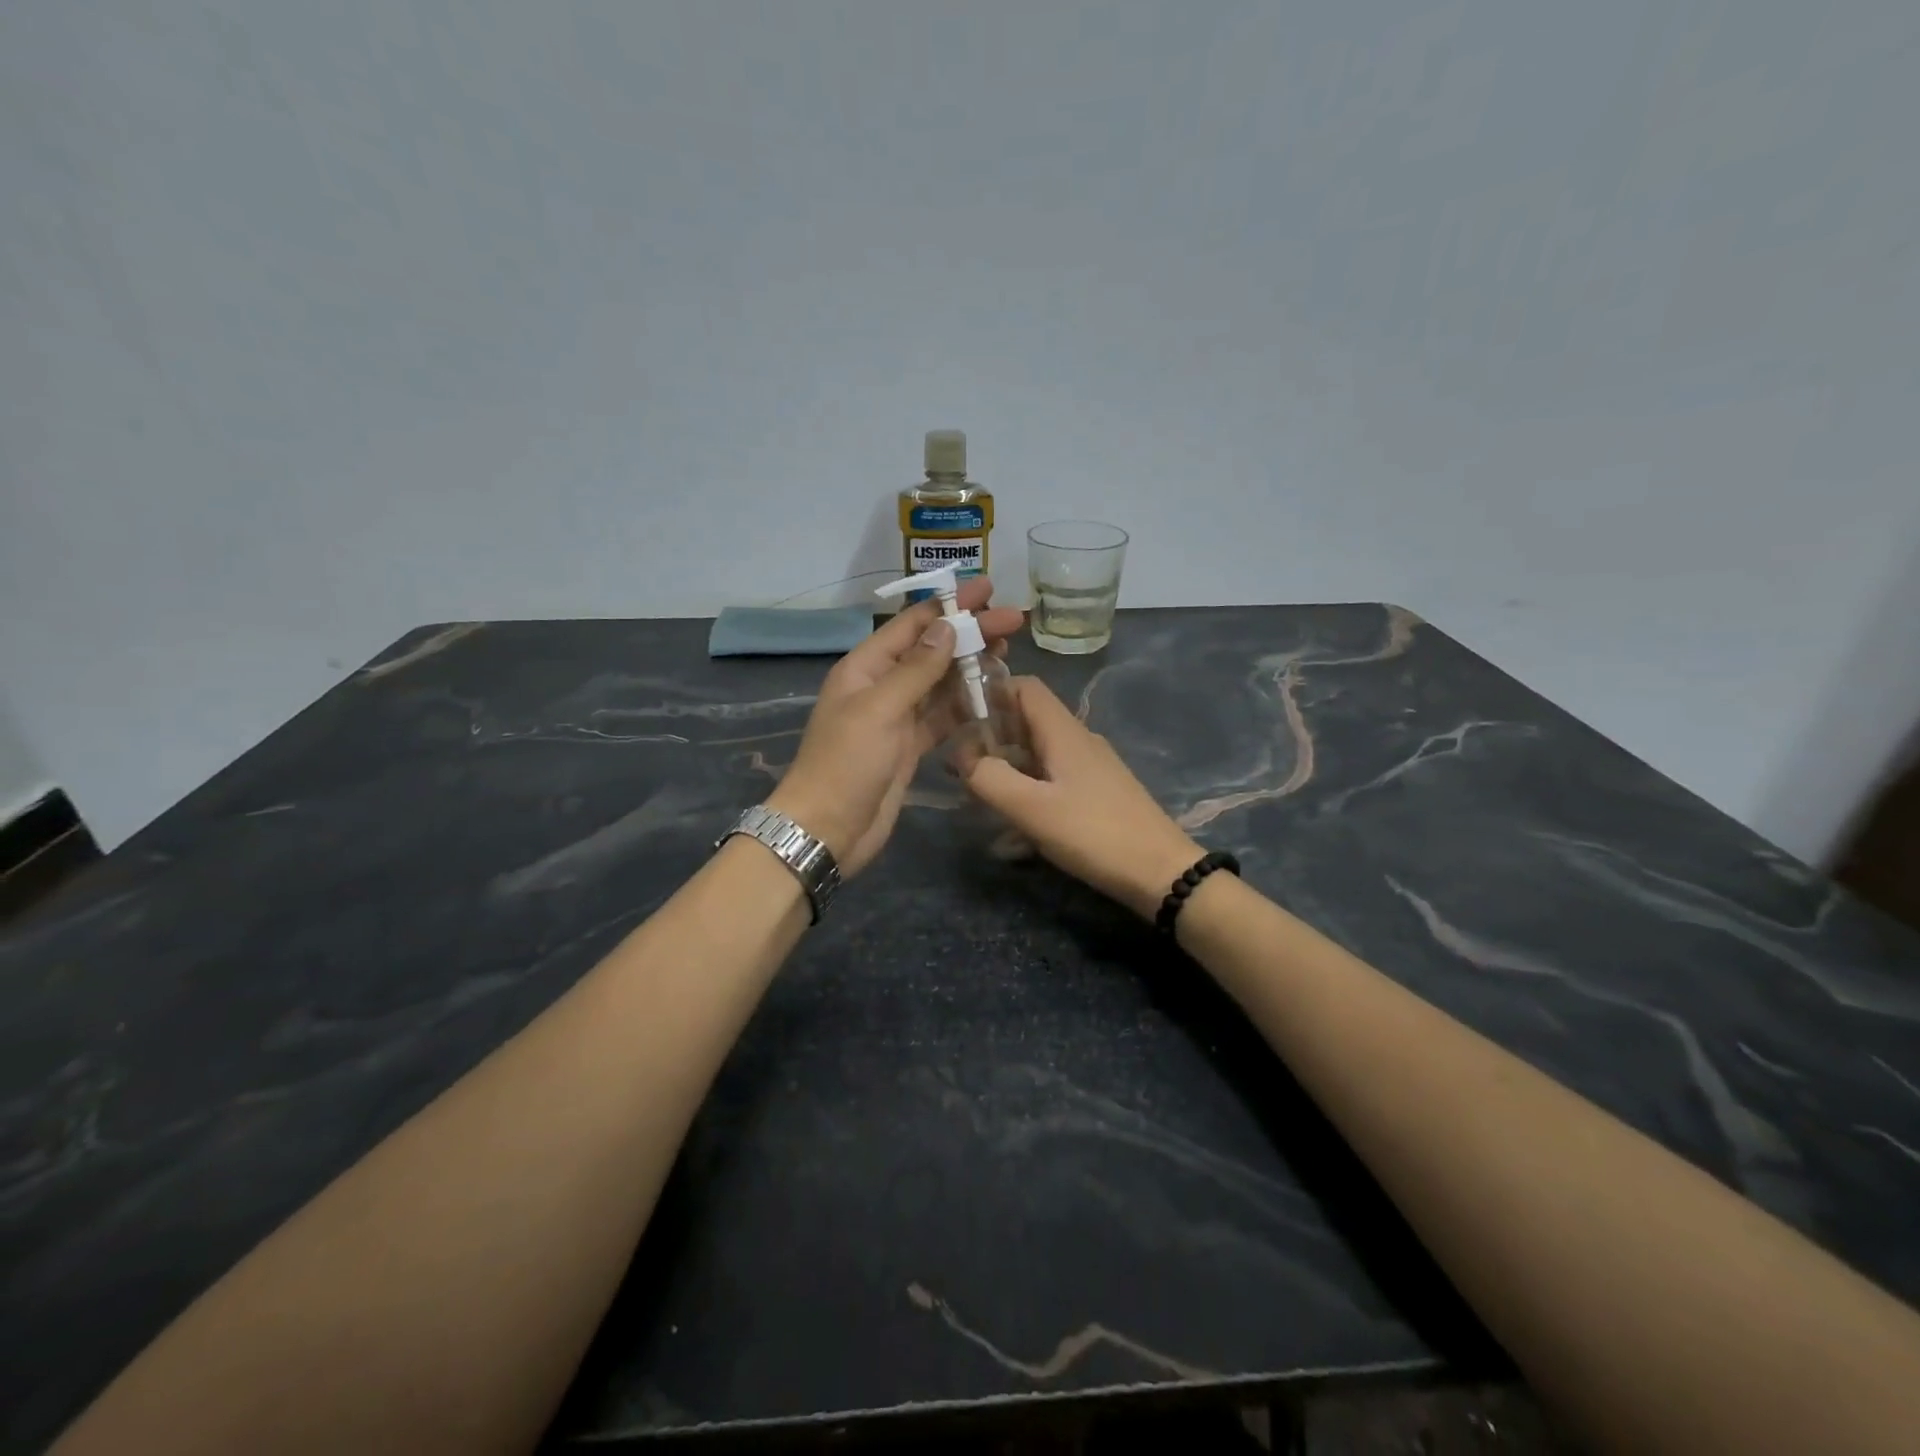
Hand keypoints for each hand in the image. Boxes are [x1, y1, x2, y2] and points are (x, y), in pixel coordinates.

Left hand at [768, 578, 1022, 876]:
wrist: (829, 829)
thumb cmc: (847, 763)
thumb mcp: (880, 709)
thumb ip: (916, 669)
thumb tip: (947, 626)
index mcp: (865, 667)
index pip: (913, 625)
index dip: (950, 605)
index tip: (987, 590)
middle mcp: (882, 685)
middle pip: (932, 651)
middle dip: (971, 634)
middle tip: (1014, 622)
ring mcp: (897, 718)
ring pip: (941, 683)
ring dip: (972, 667)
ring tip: (1010, 653)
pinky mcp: (910, 746)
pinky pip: (943, 717)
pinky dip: (966, 705)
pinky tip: (993, 696)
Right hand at [961, 677, 1203, 918]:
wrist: (1160, 871)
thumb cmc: (1093, 833)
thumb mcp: (1031, 808)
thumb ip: (989, 778)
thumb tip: (963, 756)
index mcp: (1063, 732)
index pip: (1024, 687)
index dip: (990, 692)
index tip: (958, 716)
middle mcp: (1078, 740)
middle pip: (1028, 720)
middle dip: (991, 737)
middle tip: (959, 764)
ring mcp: (1091, 767)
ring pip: (1038, 754)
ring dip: (1007, 768)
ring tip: (978, 795)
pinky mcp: (1097, 793)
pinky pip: (1053, 780)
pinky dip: (1028, 791)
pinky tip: (1013, 830)